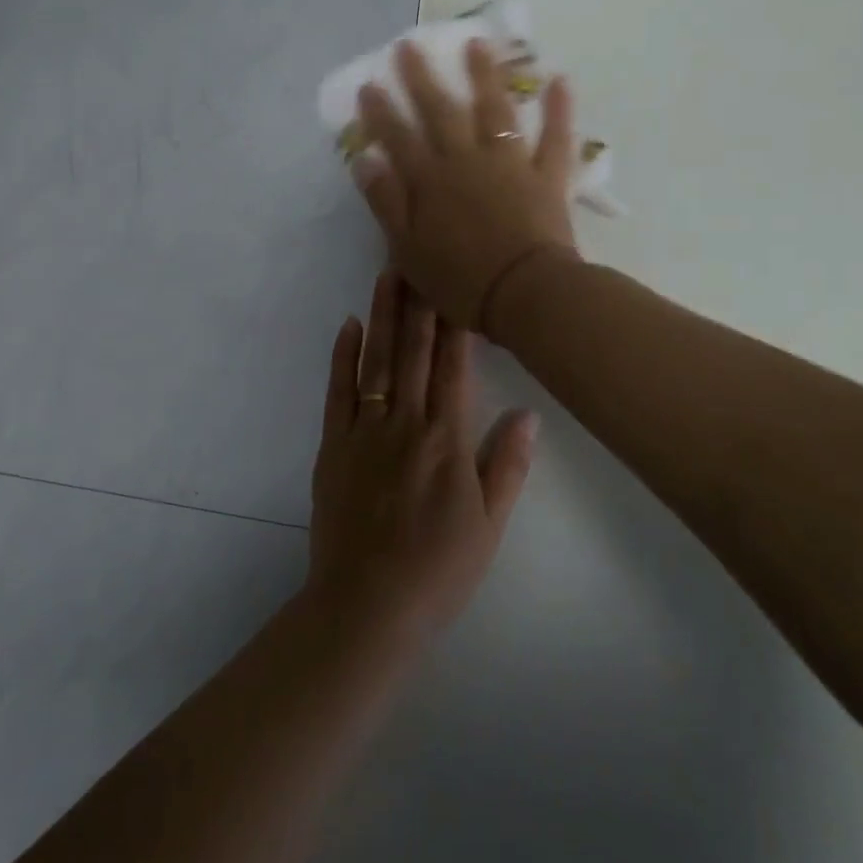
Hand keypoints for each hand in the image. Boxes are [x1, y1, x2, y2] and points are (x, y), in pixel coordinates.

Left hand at [307, 273, 536, 643]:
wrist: (367, 607)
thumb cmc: (438, 570)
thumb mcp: (488, 525)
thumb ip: (506, 465)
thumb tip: (528, 413)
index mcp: (447, 440)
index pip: (454, 367)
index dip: (455, 322)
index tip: (456, 281)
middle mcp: (406, 424)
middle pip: (414, 352)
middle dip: (418, 302)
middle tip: (418, 254)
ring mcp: (365, 433)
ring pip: (376, 362)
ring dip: (383, 316)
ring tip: (388, 274)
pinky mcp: (333, 448)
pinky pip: (339, 393)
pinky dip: (343, 357)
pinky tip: (349, 326)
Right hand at [353, 39, 579, 333]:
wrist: (524, 294)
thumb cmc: (461, 280)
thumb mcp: (408, 249)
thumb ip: (386, 203)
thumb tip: (365, 160)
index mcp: (431, 181)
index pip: (399, 138)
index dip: (381, 112)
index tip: (369, 85)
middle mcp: (467, 160)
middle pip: (441, 112)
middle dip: (422, 78)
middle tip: (409, 46)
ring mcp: (510, 163)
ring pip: (495, 110)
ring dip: (485, 75)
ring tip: (477, 43)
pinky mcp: (546, 175)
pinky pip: (555, 136)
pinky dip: (559, 108)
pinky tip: (560, 80)